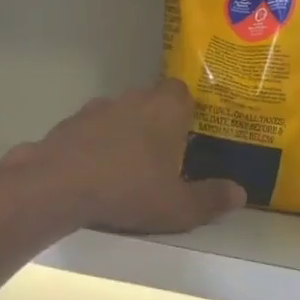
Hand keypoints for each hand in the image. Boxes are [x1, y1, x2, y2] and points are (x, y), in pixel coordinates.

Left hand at [3, 79, 245, 237]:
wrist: (59, 183)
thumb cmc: (128, 189)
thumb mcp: (178, 206)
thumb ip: (210, 199)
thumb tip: (240, 193)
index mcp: (166, 108)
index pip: (183, 92)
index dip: (188, 112)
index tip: (191, 136)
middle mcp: (134, 98)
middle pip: (153, 100)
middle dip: (159, 123)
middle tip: (165, 156)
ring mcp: (99, 106)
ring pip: (122, 113)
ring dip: (128, 132)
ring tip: (130, 166)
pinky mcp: (72, 121)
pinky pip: (95, 127)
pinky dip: (100, 143)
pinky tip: (98, 170)